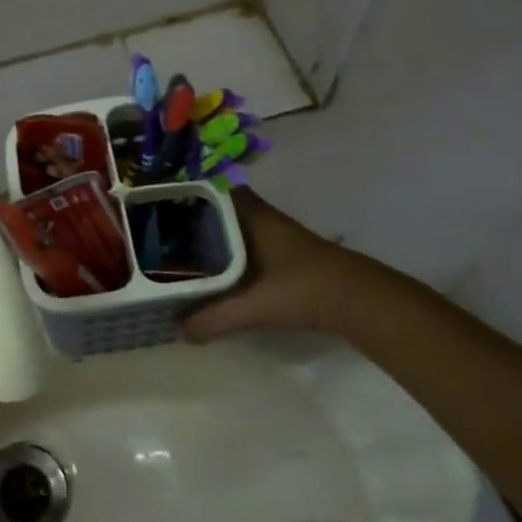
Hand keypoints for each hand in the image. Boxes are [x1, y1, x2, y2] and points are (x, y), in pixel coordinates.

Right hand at [182, 189, 417, 342]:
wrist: (361, 301)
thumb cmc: (303, 288)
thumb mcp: (254, 305)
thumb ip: (215, 317)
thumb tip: (180, 331)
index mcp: (251, 215)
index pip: (213, 189)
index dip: (188, 194)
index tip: (160, 205)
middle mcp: (262, 217)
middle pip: (220, 208)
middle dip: (194, 219)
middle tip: (163, 234)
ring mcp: (277, 234)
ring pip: (234, 227)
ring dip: (213, 237)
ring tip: (181, 253)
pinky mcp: (286, 254)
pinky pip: (246, 244)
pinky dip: (229, 252)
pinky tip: (217, 272)